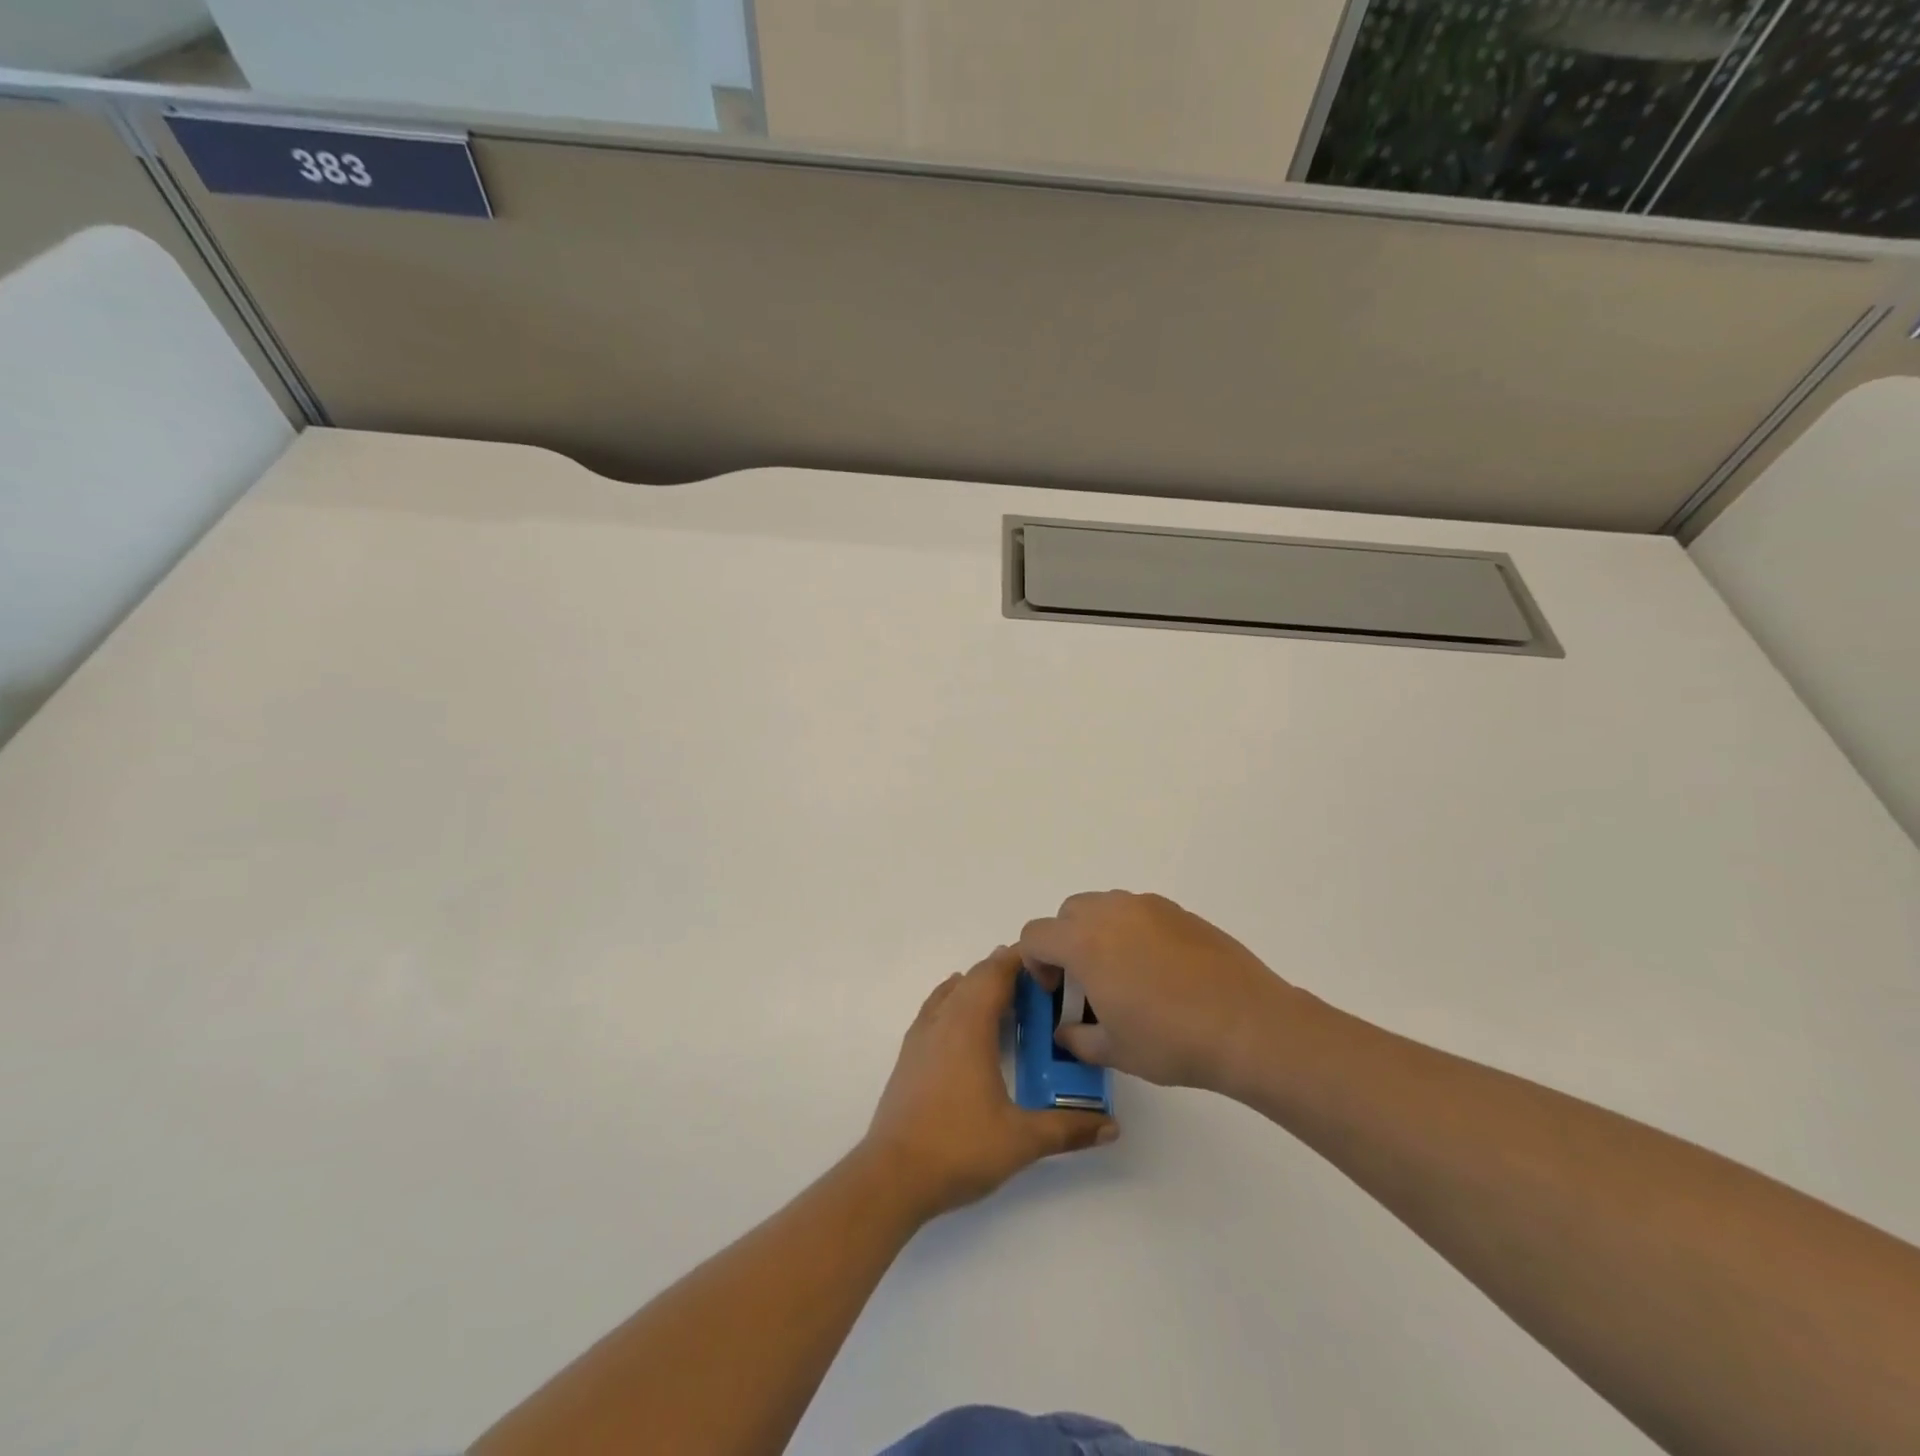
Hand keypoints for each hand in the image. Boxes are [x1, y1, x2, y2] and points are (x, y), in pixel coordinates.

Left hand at [863, 946, 1116, 1221]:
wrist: (892, 1176)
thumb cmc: (958, 1148)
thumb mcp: (1021, 1140)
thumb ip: (1068, 1129)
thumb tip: (1112, 1126)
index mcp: (969, 1025)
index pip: (996, 973)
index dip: (1020, 959)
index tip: (1049, 958)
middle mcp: (943, 1020)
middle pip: (974, 977)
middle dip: (1004, 971)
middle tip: (1038, 982)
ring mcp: (921, 1036)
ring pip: (952, 991)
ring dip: (978, 985)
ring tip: (1007, 997)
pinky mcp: (909, 1055)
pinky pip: (936, 1009)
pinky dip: (956, 1001)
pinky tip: (965, 1022)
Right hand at [1020, 891, 1302, 1092]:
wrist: (1247, 1024)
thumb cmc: (1171, 1040)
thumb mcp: (1114, 1051)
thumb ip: (1077, 1038)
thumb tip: (1067, 1030)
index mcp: (1084, 942)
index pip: (1035, 935)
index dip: (1034, 962)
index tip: (1055, 991)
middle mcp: (1111, 912)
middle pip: (1068, 913)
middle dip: (1065, 944)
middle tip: (1085, 983)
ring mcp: (1148, 906)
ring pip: (1104, 907)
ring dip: (1098, 933)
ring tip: (1124, 975)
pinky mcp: (1179, 911)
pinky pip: (1138, 912)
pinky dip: (1133, 932)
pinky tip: (1159, 971)